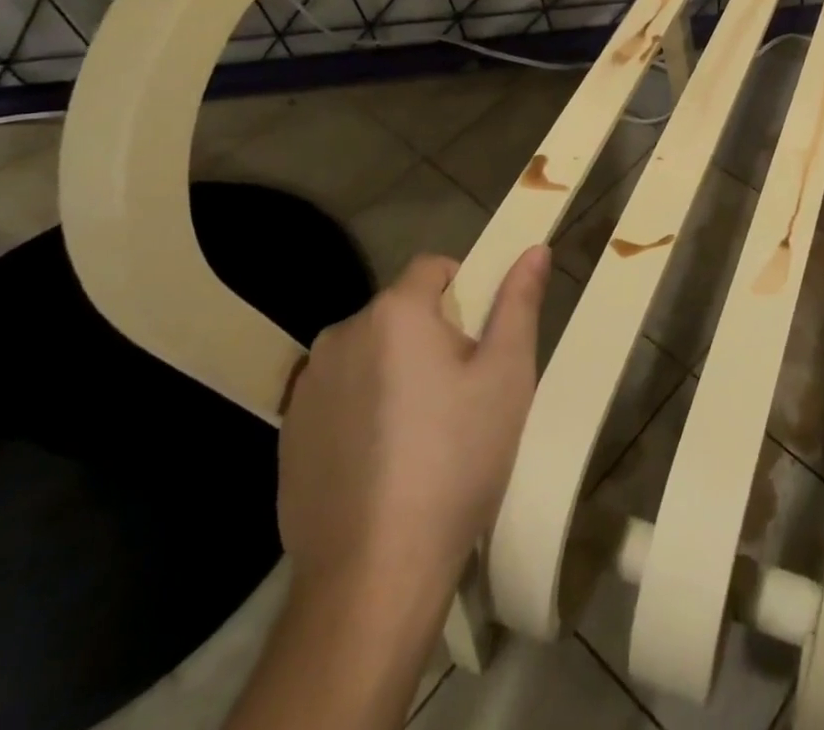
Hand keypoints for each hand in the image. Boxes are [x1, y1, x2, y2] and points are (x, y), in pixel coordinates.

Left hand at [276, 245, 551, 592]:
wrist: (374, 576)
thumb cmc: (455, 461)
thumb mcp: (507, 376)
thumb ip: (519, 303)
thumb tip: (535, 248)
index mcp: (395, 312)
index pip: (433, 267)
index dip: (465, 291)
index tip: (480, 342)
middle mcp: (342, 334)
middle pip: (400, 312)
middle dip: (432, 335)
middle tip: (461, 393)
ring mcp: (307, 386)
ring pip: (369, 353)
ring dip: (395, 370)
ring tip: (421, 432)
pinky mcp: (288, 434)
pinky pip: (339, 395)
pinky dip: (362, 408)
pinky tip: (382, 461)